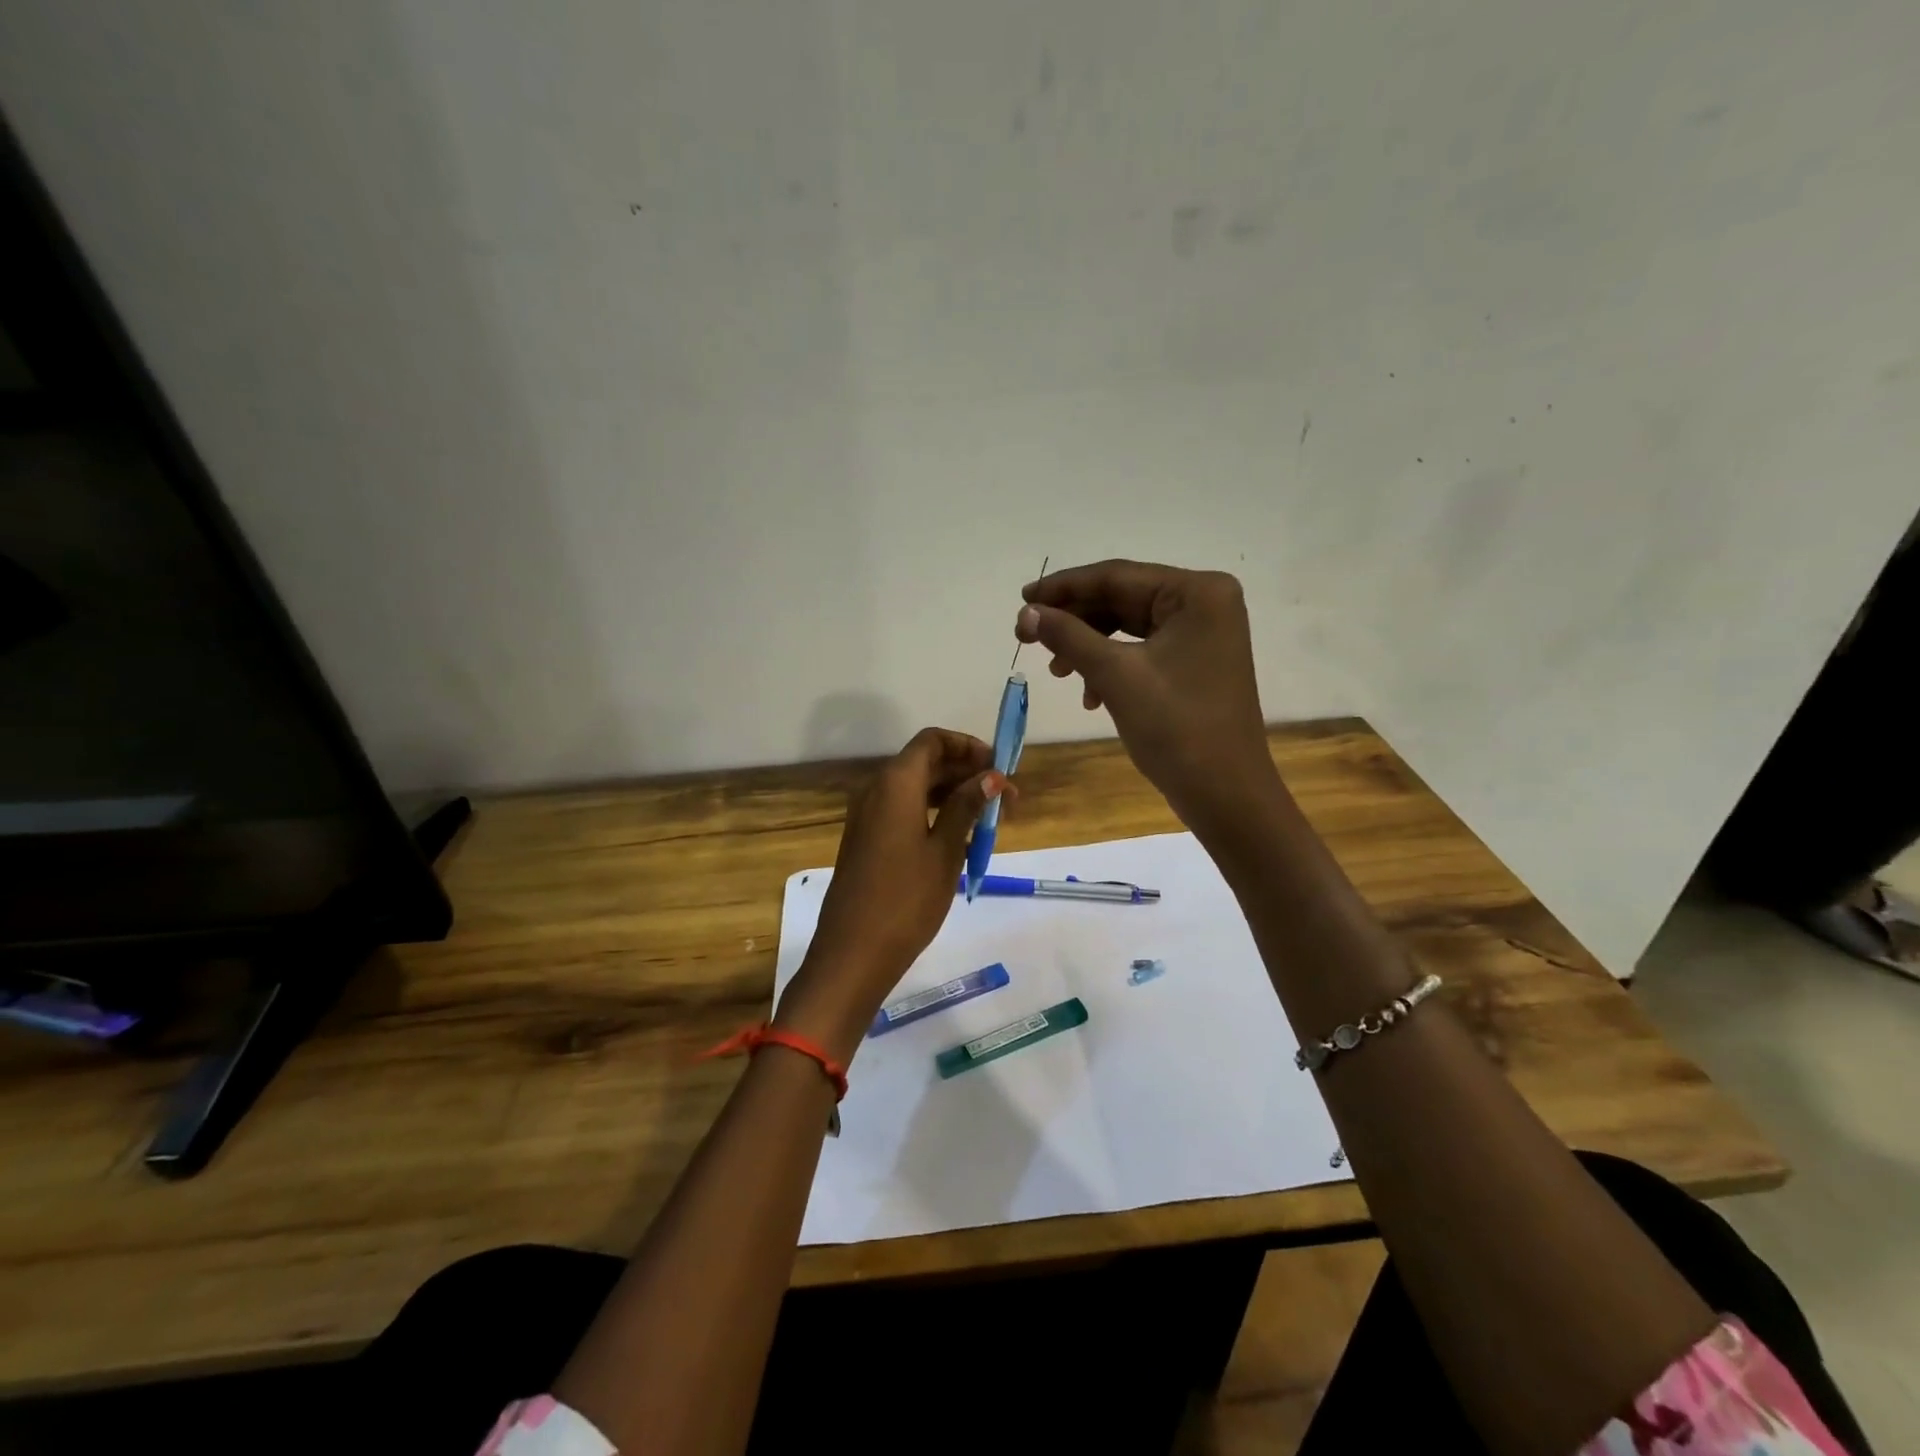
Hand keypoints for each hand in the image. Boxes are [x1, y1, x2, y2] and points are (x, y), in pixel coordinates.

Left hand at [774, 728, 1010, 1061]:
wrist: (853, 953)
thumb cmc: (906, 899)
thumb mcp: (946, 851)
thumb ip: (967, 807)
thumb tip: (990, 775)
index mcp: (895, 783)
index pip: (933, 741)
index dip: (968, 747)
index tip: (999, 769)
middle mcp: (876, 790)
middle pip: (925, 762)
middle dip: (966, 773)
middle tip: (1005, 800)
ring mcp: (867, 816)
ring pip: (915, 788)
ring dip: (952, 795)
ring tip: (989, 821)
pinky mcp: (865, 839)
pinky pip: (902, 810)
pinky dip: (932, 813)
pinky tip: (958, 838)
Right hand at [1014, 560, 1277, 835]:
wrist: (1225, 794)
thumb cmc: (1176, 728)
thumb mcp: (1115, 675)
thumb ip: (1068, 636)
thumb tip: (1026, 613)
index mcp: (1197, 592)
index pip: (1117, 576)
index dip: (1063, 587)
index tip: (1021, 600)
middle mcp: (1205, 603)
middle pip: (1122, 599)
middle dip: (1074, 620)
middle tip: (1027, 637)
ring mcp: (1203, 634)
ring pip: (1129, 627)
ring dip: (1088, 646)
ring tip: (1056, 672)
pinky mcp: (1196, 662)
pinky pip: (1142, 650)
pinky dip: (1111, 666)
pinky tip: (1090, 695)